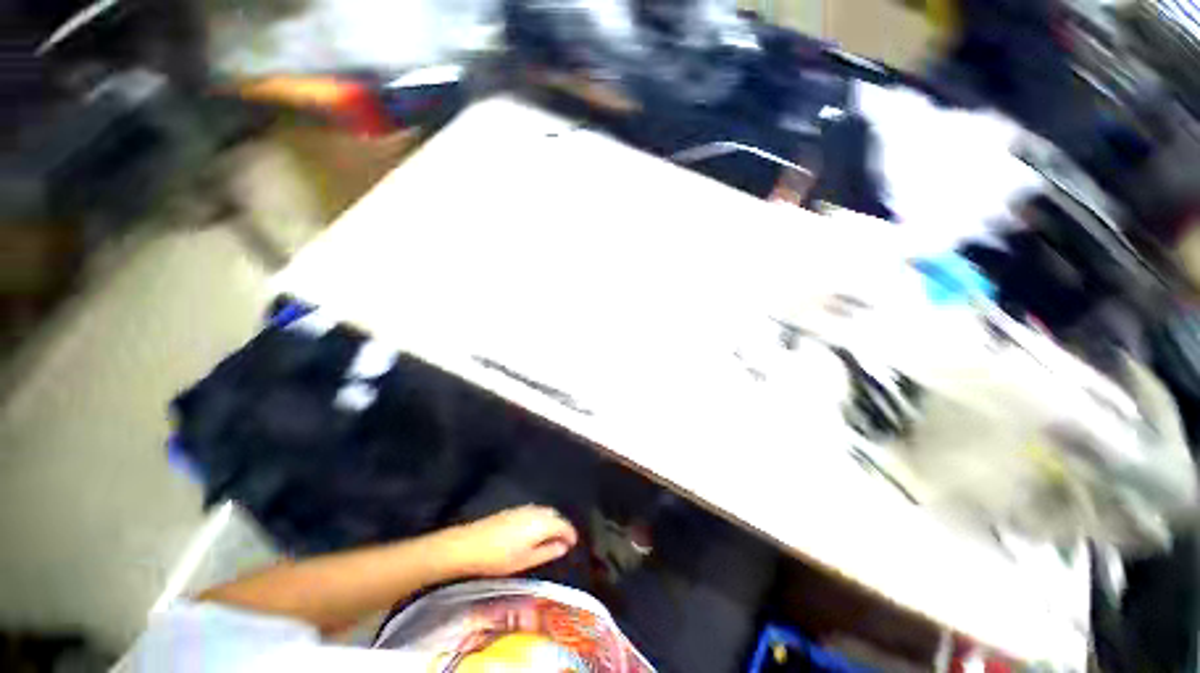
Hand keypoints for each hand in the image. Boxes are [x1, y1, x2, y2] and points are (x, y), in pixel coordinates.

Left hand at [440, 506, 578, 576]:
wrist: (469, 545)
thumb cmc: (499, 558)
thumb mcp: (526, 560)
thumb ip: (548, 552)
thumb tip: (564, 546)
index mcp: (542, 523)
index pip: (564, 524)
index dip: (571, 534)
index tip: (574, 544)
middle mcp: (536, 511)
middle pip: (555, 516)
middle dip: (561, 527)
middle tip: (563, 543)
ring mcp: (523, 508)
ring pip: (544, 512)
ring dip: (551, 522)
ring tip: (550, 538)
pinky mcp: (513, 510)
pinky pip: (534, 511)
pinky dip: (540, 519)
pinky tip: (533, 531)